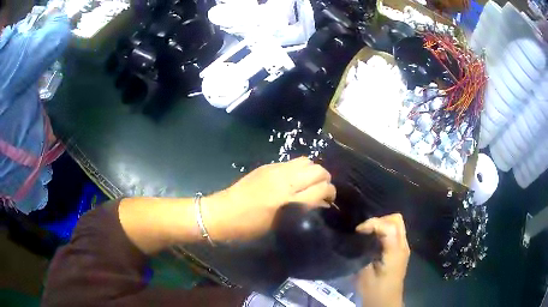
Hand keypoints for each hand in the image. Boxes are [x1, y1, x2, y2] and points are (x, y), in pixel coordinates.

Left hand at [203, 157, 335, 240]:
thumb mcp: (280, 225)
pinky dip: (300, 168)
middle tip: (321, 191)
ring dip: (313, 171)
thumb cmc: (250, 227)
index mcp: (288, 202)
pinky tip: (294, 179)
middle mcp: (285, 182)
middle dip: (325, 180)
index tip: (329, 201)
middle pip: (318, 170)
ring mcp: (275, 170)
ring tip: (309, 183)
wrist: (223, 213)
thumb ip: (303, 211)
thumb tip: (320, 203)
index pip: (322, 188)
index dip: (330, 193)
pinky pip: (292, 161)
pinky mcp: (267, 166)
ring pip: (307, 161)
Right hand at [355, 214, 409, 306]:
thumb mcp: (364, 273)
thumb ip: (364, 252)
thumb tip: (359, 238)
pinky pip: (395, 232)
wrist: (385, 302)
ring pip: (397, 224)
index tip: (358, 231)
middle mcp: (403, 246)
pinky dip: (384, 231)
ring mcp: (403, 248)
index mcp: (395, 252)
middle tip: (364, 230)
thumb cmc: (374, 290)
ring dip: (381, 225)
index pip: (389, 226)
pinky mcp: (400, 251)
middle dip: (379, 220)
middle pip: (396, 220)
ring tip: (367, 234)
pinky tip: (373, 240)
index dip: (372, 223)